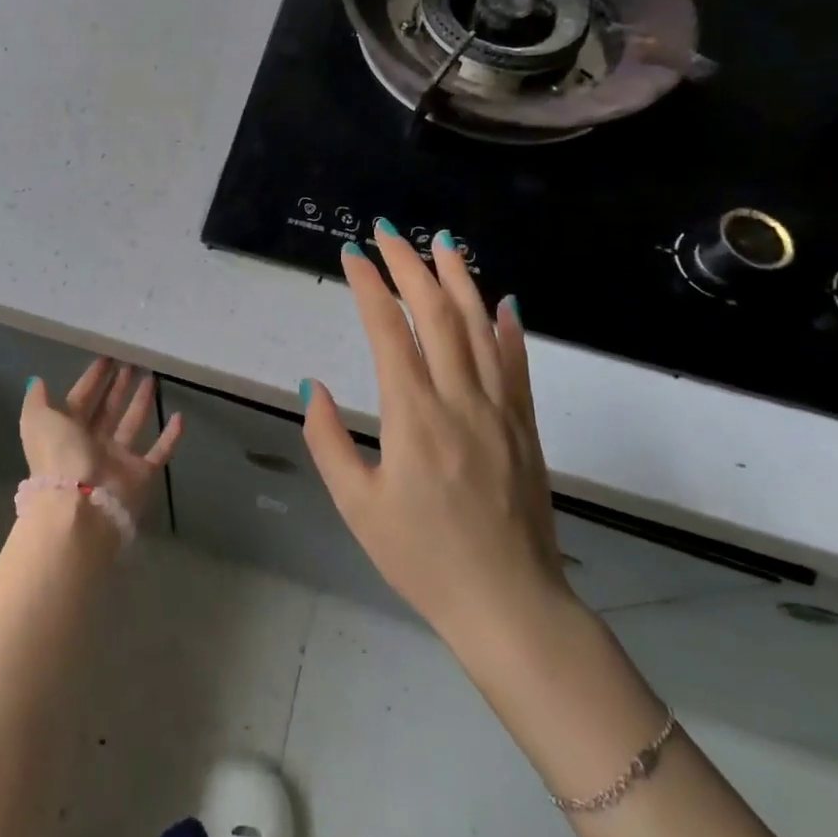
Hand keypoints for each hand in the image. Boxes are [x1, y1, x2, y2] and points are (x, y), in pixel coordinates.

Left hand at [21, 358, 183, 520]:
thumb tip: (37, 381)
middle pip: (108, 409)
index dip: (93, 379)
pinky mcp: (141, 475)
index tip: (107, 357)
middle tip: (132, 363)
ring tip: (152, 378)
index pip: (81, 399)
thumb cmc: (59, 456)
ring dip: (141, 402)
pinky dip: (170, 437)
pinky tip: (180, 416)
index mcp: (67, 432)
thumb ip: (37, 400)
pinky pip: (159, 452)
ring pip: (132, 424)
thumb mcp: (38, 421)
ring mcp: (117, 460)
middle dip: (118, 386)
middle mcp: (92, 444)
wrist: (79, 506)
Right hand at [302, 224, 578, 655]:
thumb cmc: (422, 558)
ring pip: (480, 326)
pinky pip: (518, 362)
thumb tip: (312, 385)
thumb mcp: (357, 507)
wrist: (510, 605)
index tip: (352, 254)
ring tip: (442, 241)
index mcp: (413, 416)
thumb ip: (328, 441)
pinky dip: (508, 326)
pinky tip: (503, 300)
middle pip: (435, 313)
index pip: (389, 331)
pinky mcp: (525, 424)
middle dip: (409, 265)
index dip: (369, 286)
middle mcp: (459, 398)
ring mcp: (500, 408)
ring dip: (459, 278)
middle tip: (388, 232)